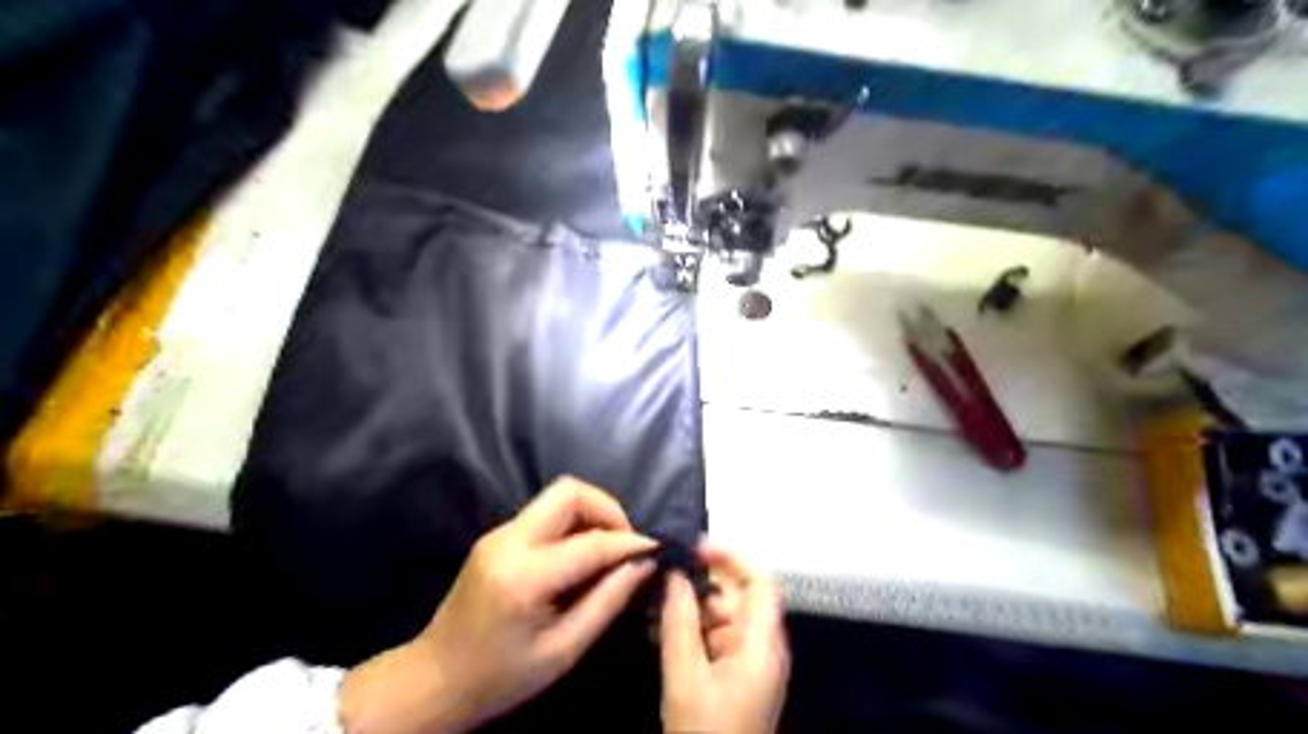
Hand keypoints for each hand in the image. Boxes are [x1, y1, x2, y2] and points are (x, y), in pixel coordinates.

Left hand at [342, 479, 658, 731]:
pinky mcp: (497, 536)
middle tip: (625, 544)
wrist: (433, 681)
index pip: (591, 541)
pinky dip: (572, 524)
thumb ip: (607, 602)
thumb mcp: (563, 651)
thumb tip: (643, 564)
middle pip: (569, 491)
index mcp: (524, 576)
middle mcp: (509, 541)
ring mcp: (498, 534)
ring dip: (591, 514)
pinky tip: (580, 556)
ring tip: (607, 550)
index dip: (630, 541)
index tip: (655, 550)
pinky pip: (545, 513)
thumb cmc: (500, 678)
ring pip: (557, 496)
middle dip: (608, 509)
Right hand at [667, 545, 786, 732]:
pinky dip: (700, 628)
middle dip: (708, 583)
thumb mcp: (684, 678)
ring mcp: (755, 663)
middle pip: (744, 597)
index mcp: (762, 645)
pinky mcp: (742, 676)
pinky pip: (724, 637)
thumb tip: (675, 575)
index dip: (732, 558)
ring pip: (731, 616)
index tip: (695, 548)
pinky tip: (672, 631)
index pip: (761, 583)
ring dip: (700, 606)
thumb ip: (680, 622)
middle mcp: (766, 648)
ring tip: (663, 605)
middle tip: (668, 579)